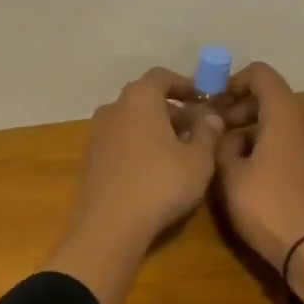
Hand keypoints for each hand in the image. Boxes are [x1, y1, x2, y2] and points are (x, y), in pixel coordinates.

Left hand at [47, 67, 224, 303]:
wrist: (110, 226)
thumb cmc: (160, 183)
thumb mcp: (198, 159)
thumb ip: (208, 132)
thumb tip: (211, 116)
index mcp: (140, 98)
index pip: (163, 77)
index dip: (186, 85)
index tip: (204, 100)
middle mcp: (114, 107)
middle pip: (147, 99)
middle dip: (174, 110)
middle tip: (199, 129)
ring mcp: (98, 133)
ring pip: (133, 121)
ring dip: (157, 129)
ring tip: (181, 151)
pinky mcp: (91, 158)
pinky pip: (122, 141)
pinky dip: (140, 145)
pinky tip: (157, 169)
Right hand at [213, 62, 303, 270]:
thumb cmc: (266, 205)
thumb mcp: (230, 173)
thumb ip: (221, 144)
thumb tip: (222, 132)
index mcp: (284, 113)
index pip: (260, 74)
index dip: (233, 81)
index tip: (212, 104)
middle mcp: (302, 122)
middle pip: (269, 95)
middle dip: (238, 106)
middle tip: (213, 128)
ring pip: (276, 119)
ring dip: (249, 126)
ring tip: (222, 151)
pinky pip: (284, 140)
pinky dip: (263, 143)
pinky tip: (243, 169)